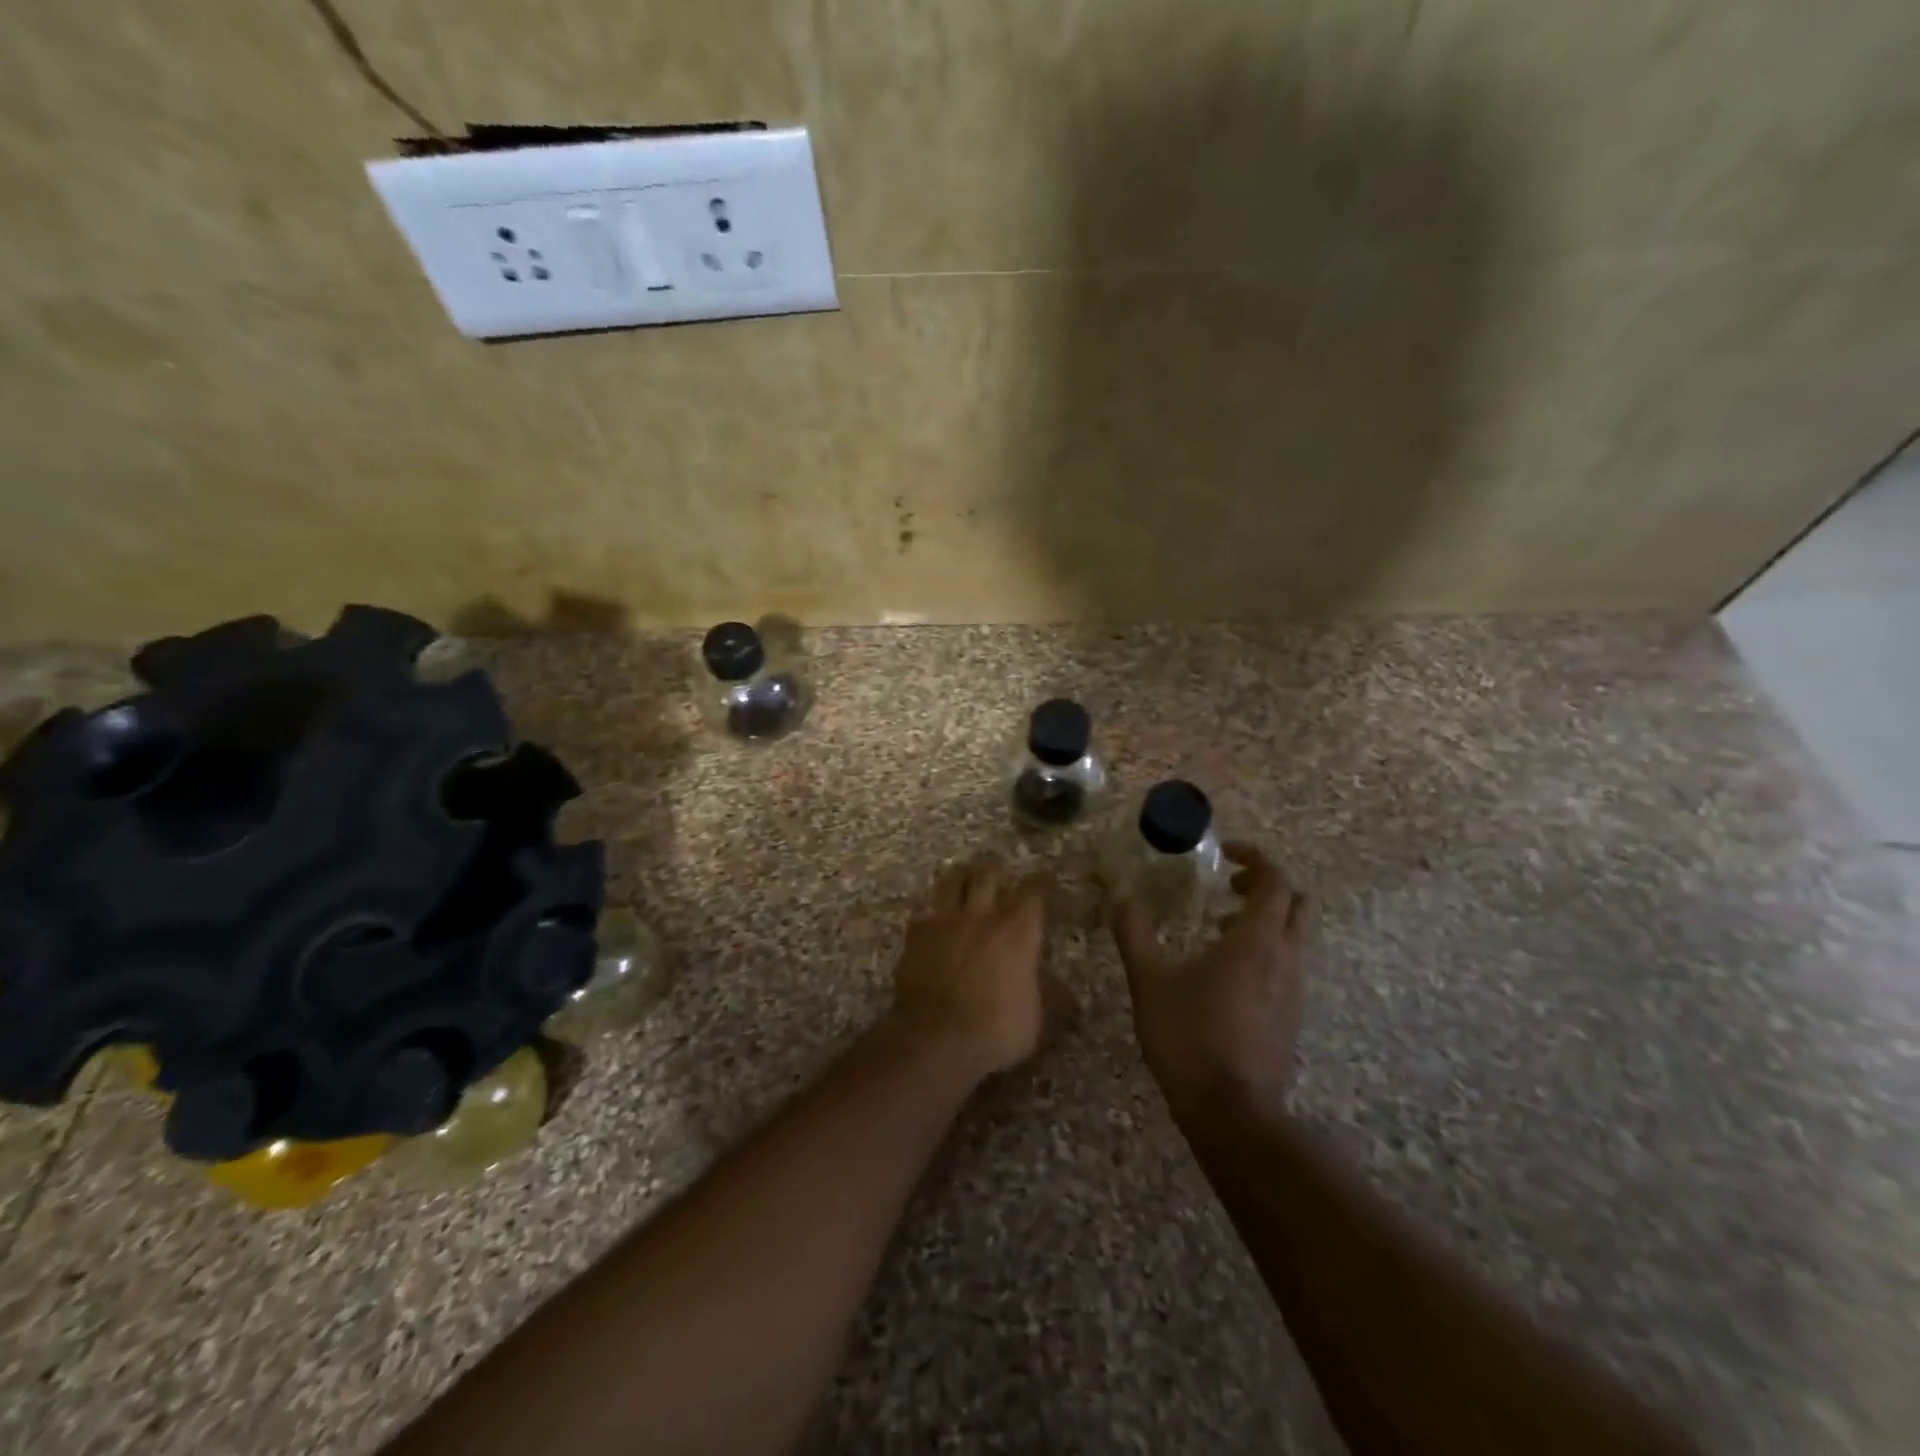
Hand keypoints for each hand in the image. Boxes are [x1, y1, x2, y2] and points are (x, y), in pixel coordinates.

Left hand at [890, 856, 1049, 1079]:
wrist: (935, 1038)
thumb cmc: (995, 1029)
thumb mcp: (1036, 1019)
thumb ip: (1050, 996)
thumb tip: (1065, 991)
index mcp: (1016, 930)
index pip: (1033, 891)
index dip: (1041, 881)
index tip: (1045, 878)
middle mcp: (980, 915)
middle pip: (987, 874)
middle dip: (995, 870)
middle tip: (999, 872)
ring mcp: (943, 921)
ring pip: (951, 882)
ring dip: (961, 879)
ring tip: (964, 880)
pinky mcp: (915, 936)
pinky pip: (924, 912)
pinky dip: (931, 912)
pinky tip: (932, 919)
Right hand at [1110, 843, 1309, 1121]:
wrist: (1231, 1112)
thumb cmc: (1189, 1035)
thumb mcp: (1149, 980)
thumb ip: (1134, 933)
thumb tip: (1121, 898)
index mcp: (1256, 940)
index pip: (1275, 880)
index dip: (1255, 858)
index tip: (1224, 854)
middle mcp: (1285, 958)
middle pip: (1296, 903)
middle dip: (1265, 886)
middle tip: (1226, 887)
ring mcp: (1293, 991)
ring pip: (1294, 937)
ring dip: (1262, 920)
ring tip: (1217, 928)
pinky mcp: (1291, 1017)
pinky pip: (1287, 966)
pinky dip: (1264, 951)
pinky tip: (1224, 973)